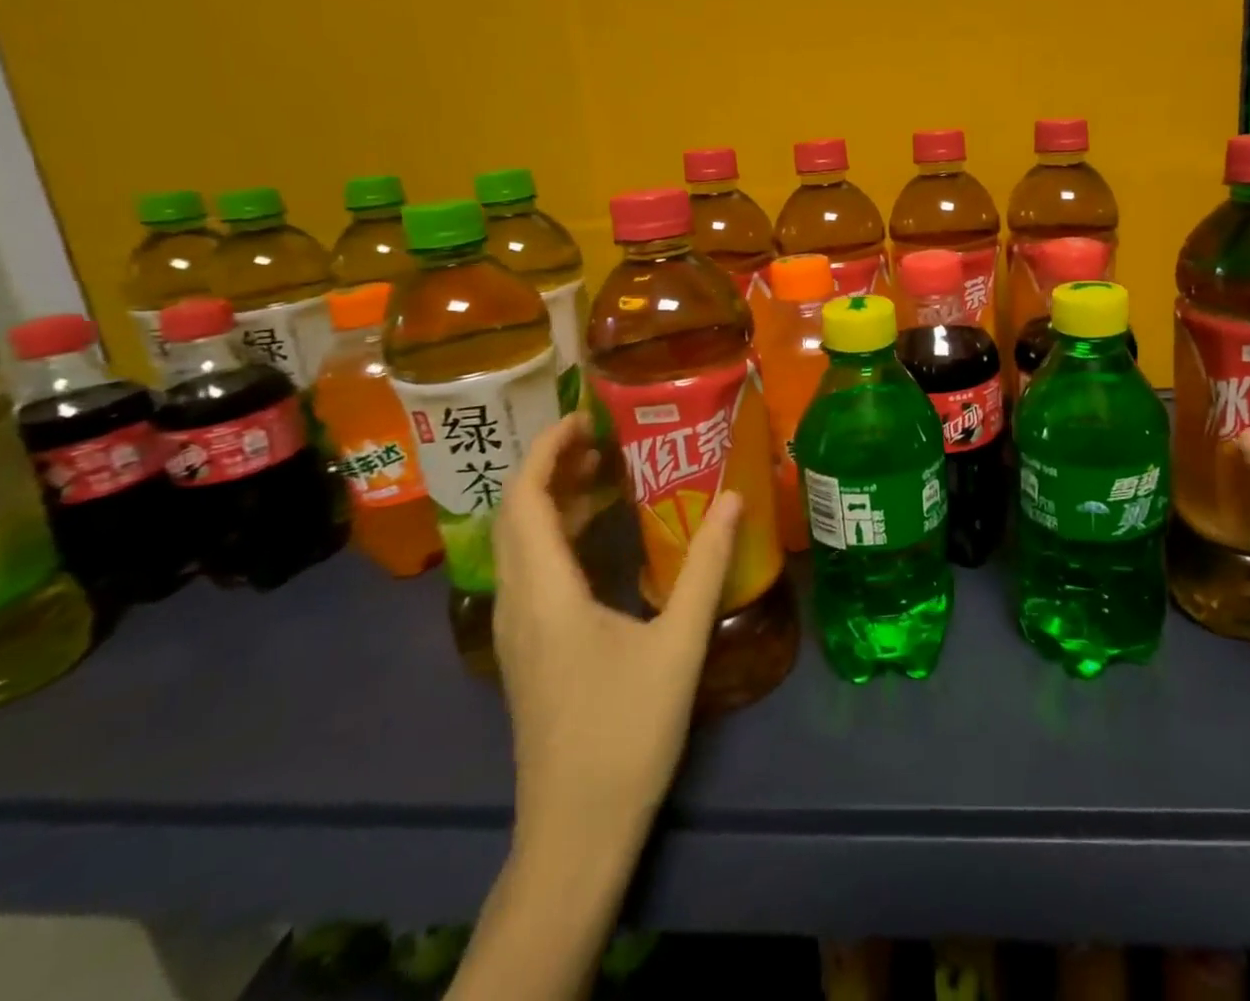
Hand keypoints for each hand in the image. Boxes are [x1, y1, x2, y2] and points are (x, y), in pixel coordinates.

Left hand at [491, 411, 739, 843]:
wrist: (576, 831)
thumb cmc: (626, 733)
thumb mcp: (678, 644)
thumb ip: (706, 566)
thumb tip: (733, 498)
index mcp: (546, 594)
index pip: (525, 500)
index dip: (546, 451)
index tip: (584, 418)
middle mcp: (518, 603)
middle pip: (516, 516)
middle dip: (551, 467)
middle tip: (604, 438)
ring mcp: (517, 630)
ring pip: (520, 545)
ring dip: (553, 501)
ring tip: (605, 475)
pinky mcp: (528, 651)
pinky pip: (531, 571)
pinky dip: (556, 536)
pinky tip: (598, 539)